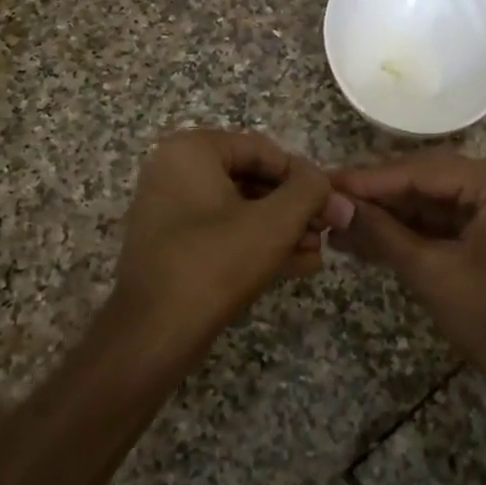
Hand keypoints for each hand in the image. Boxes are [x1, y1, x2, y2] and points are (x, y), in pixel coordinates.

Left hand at [114, 129, 352, 341]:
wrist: (153, 335)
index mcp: (191, 150)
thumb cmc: (215, 263)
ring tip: (318, 251)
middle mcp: (175, 170)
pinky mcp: (174, 244)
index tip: (332, 203)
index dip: (303, 176)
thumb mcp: (273, 223)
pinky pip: (223, 232)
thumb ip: (308, 191)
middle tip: (328, 230)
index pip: (263, 150)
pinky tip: (297, 264)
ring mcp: (171, 209)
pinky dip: (257, 244)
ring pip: (241, 209)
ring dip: (282, 228)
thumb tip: (324, 180)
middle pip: (252, 178)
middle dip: (294, 207)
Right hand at [332, 151, 485, 405]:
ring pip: (426, 203)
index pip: (421, 172)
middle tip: (327, 202)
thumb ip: (382, 233)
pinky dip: (404, 233)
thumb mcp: (433, 272)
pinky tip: (364, 240)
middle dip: (375, 197)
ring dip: (385, 216)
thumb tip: (335, 207)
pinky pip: (438, 223)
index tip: (327, 183)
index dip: (370, 180)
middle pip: (423, 181)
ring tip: (337, 225)